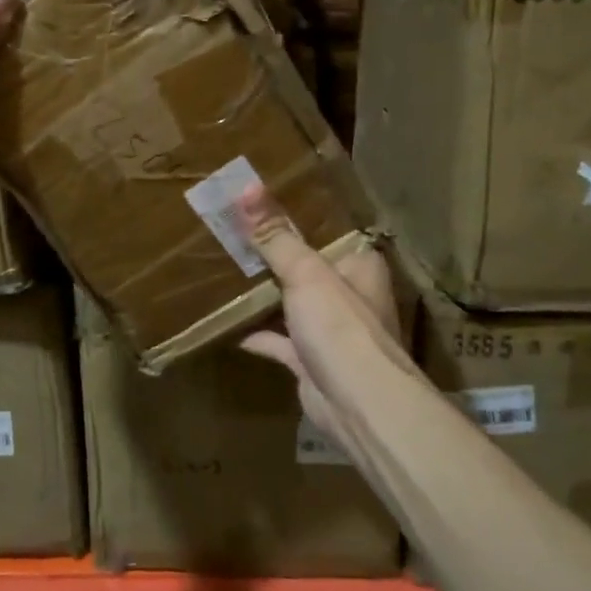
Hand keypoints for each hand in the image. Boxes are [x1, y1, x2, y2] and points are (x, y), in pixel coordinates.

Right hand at [235, 184, 407, 445]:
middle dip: (277, 255)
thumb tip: (245, 186)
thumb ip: (275, 234)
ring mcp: (332, 331)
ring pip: (295, 304)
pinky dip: (260, 336)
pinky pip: (281, 342)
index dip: (301, 216)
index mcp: (359, 266)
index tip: (264, 201)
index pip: (331, 231)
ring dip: (269, 295)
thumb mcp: (305, 271)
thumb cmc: (340, 326)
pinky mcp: (312, 362)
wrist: (358, 405)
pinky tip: (232, 328)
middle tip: (236, 232)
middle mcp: (350, 295)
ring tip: (231, 272)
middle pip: (309, 267)